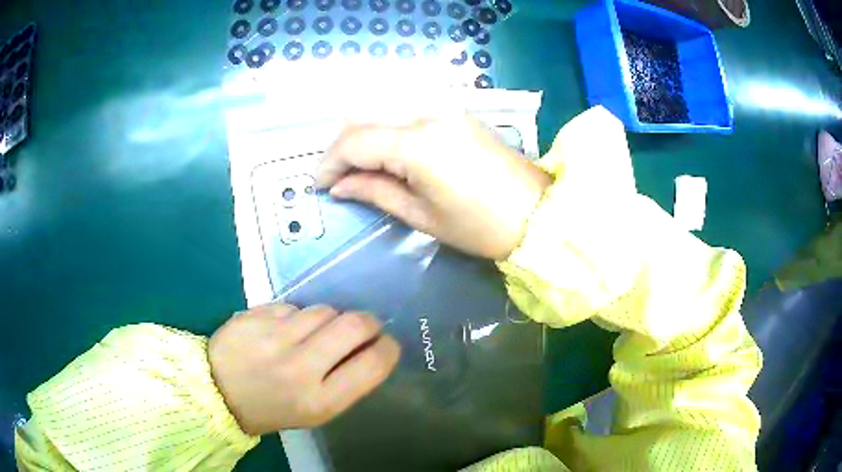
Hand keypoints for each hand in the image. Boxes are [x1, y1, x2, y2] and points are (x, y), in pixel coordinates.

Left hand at [208, 303, 399, 435]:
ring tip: (315, 332)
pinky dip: (297, 316)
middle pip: (353, 325)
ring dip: (328, 318)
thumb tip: (372, 347)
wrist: (217, 392)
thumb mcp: (316, 411)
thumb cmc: (273, 408)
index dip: (388, 348)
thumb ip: (346, 382)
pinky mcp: (255, 316)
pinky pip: (293, 306)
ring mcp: (274, 338)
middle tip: (363, 326)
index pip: (373, 364)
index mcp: (320, 400)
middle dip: (367, 321)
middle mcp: (300, 368)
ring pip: (324, 310)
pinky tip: (284, 330)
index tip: (385, 343)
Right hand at [316, 116, 551, 259]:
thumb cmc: (480, 226)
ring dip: (362, 135)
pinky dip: (386, 128)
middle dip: (341, 148)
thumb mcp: (422, 216)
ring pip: (383, 111)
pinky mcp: (455, 112)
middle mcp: (426, 114)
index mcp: (416, 143)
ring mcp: (443, 108)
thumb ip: (375, 192)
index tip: (320, 186)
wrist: (537, 212)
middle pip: (364, 119)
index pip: (354, 142)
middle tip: (336, 178)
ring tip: (356, 167)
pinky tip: (383, 151)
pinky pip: (406, 111)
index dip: (330, 163)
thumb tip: (340, 185)